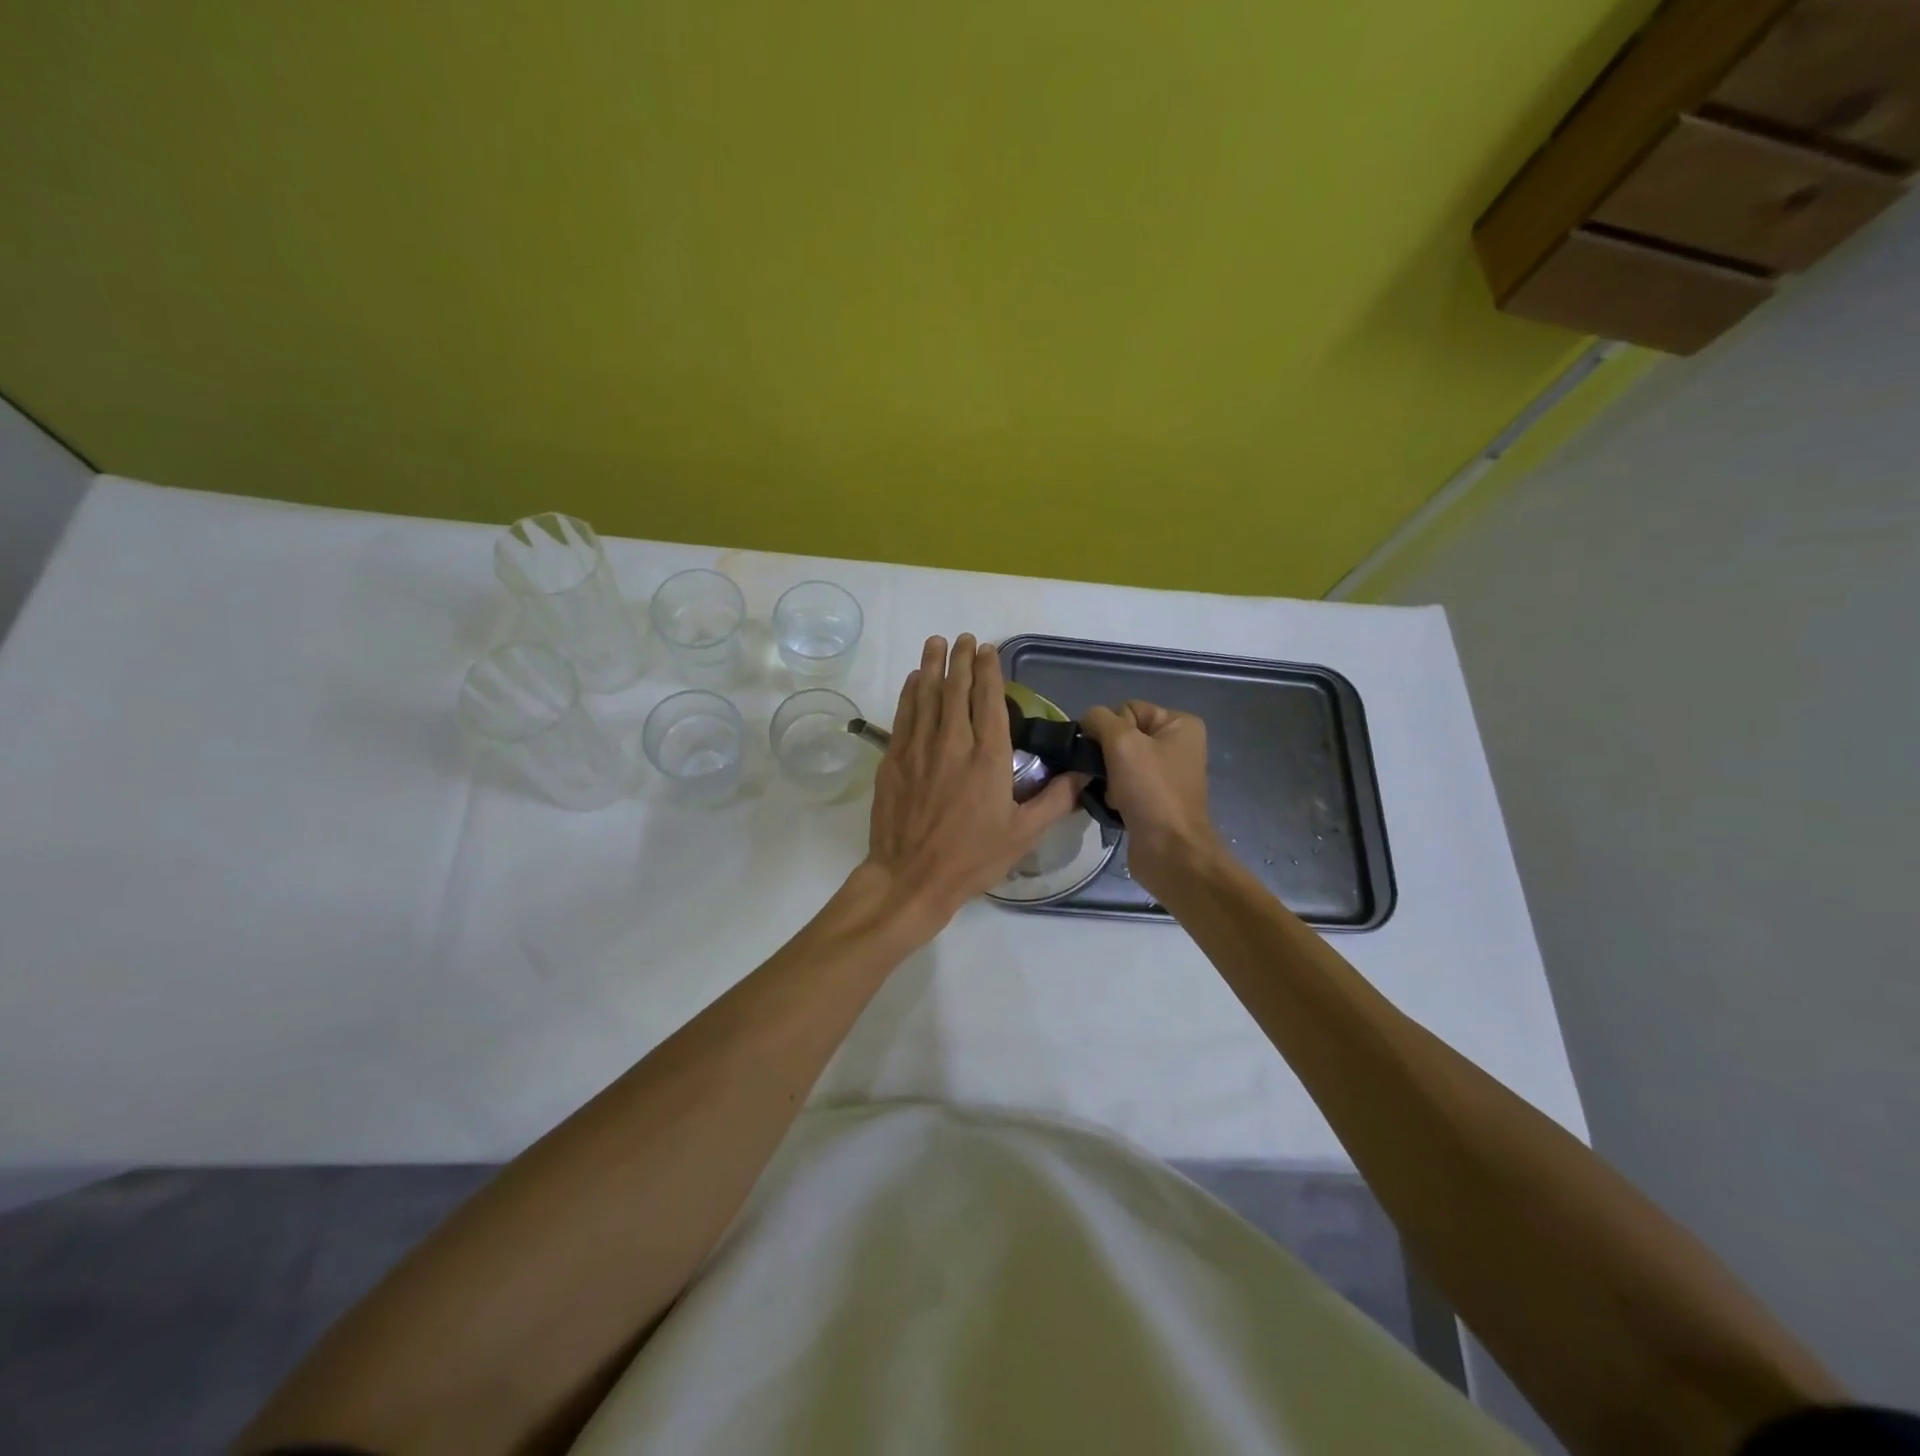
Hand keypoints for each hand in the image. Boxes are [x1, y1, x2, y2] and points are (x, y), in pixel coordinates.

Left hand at [863, 634, 1083, 933]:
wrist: (911, 877)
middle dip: (961, 660)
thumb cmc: (972, 858)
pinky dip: (909, 694)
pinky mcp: (894, 760)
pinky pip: (903, 716)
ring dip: (932, 666)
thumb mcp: (1023, 834)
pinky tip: (914, 680)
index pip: (990, 701)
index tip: (988, 650)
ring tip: (937, 643)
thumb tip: (1084, 773)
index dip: (989, 671)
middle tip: (964, 638)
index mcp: (989, 758)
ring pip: (926, 695)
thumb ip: (1055, 800)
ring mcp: (919, 749)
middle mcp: (953, 743)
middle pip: (957, 689)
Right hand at [1081, 700, 1218, 894]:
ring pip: (1119, 761)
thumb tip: (1087, 721)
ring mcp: (1167, 773)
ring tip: (1109, 792)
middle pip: (1122, 735)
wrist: (1170, 852)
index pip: (1128, 709)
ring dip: (1107, 776)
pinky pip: (1123, 783)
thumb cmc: (1151, 791)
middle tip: (1105, 775)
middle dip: (1107, 754)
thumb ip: (1099, 720)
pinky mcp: (1155, 798)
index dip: (1110, 728)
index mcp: (1179, 724)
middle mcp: (1177, 744)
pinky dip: (1113, 792)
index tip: (1108, 753)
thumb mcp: (1122, 743)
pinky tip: (1113, 805)